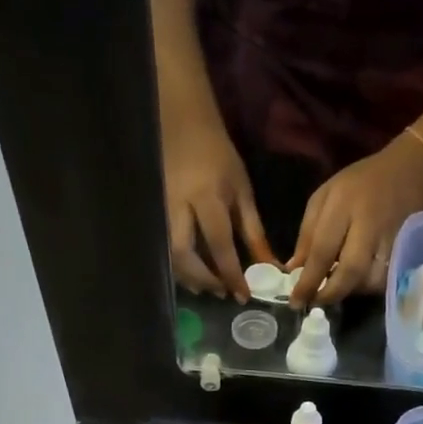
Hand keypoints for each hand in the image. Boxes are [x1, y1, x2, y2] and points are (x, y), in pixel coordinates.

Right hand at [162, 109, 273, 300]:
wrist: (183, 127)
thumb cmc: (219, 158)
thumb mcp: (242, 192)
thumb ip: (253, 232)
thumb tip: (268, 266)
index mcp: (207, 198)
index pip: (219, 244)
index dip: (231, 273)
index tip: (243, 295)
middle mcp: (179, 208)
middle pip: (185, 255)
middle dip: (204, 279)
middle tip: (222, 293)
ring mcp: (161, 212)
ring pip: (170, 255)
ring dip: (189, 278)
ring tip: (209, 289)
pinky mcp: (154, 215)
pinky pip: (164, 249)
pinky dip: (179, 267)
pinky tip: (193, 276)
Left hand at [290, 135, 422, 307]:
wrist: (408, 170)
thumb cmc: (359, 183)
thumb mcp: (324, 197)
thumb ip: (307, 234)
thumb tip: (293, 271)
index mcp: (343, 205)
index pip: (322, 251)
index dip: (308, 281)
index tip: (295, 301)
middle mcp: (369, 223)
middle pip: (350, 271)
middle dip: (330, 294)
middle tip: (315, 303)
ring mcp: (391, 238)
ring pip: (371, 279)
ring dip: (350, 292)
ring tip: (335, 290)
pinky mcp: (406, 249)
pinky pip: (385, 278)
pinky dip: (368, 287)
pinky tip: (356, 283)